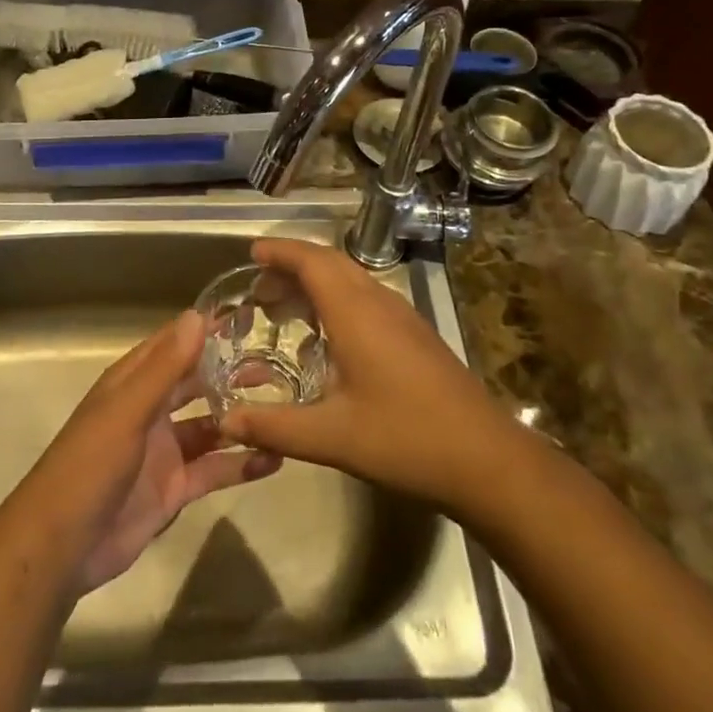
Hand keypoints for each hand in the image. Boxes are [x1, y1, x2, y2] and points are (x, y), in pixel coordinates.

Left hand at [14, 310, 278, 594]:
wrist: (61, 547)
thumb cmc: (89, 466)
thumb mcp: (127, 411)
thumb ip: (164, 367)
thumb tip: (197, 315)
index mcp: (131, 384)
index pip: (173, 345)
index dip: (206, 330)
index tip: (249, 317)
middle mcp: (149, 411)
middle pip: (196, 383)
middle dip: (231, 372)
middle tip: (277, 364)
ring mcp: (163, 451)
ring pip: (209, 426)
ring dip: (240, 417)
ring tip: (284, 408)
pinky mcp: (174, 489)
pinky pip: (213, 470)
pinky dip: (241, 464)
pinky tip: (274, 459)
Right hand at [216, 239, 517, 509]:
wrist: (487, 459)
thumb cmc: (405, 440)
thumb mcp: (332, 437)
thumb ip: (274, 426)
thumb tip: (224, 421)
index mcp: (356, 313)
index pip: (312, 261)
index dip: (280, 252)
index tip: (251, 253)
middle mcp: (379, 303)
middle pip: (331, 263)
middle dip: (292, 266)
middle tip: (259, 288)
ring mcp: (403, 317)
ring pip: (352, 279)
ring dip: (316, 282)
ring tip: (285, 309)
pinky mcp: (416, 335)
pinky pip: (367, 298)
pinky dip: (337, 300)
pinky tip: (328, 338)